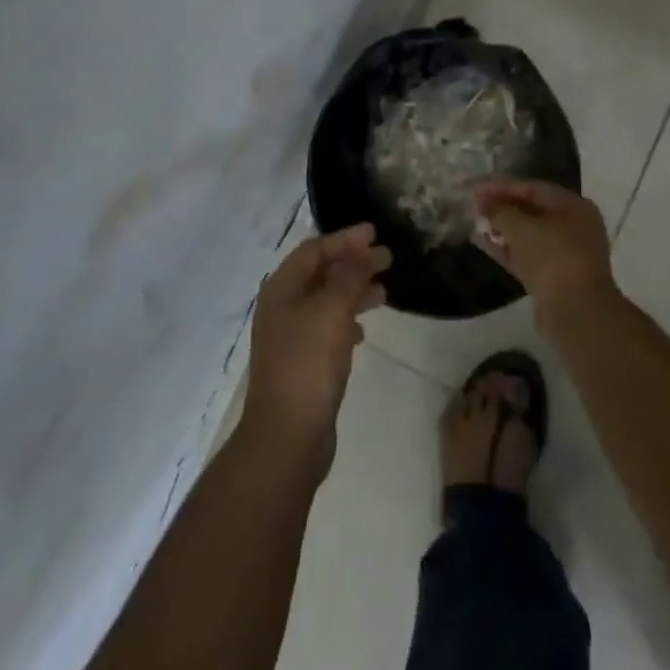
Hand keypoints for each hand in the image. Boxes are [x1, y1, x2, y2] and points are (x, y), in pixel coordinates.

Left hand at [241, 224, 390, 465]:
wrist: (286, 436)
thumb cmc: (307, 364)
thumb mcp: (331, 311)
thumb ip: (348, 276)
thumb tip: (361, 250)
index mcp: (282, 288)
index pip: (314, 249)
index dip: (344, 238)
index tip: (374, 233)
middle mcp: (282, 307)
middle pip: (320, 273)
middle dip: (352, 263)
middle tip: (387, 257)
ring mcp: (290, 337)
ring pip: (325, 301)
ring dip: (353, 290)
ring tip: (383, 291)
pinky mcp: (302, 363)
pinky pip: (327, 328)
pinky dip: (346, 320)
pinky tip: (362, 330)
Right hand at [473, 180, 615, 308]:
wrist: (575, 311)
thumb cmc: (552, 257)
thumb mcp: (521, 227)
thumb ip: (499, 210)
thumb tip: (483, 200)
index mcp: (574, 207)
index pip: (534, 189)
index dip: (503, 187)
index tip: (476, 189)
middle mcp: (573, 227)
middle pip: (532, 211)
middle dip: (503, 208)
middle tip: (475, 206)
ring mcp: (564, 254)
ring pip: (528, 235)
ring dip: (502, 229)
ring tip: (475, 223)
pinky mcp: (553, 277)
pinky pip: (526, 255)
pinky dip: (506, 249)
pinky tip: (481, 243)